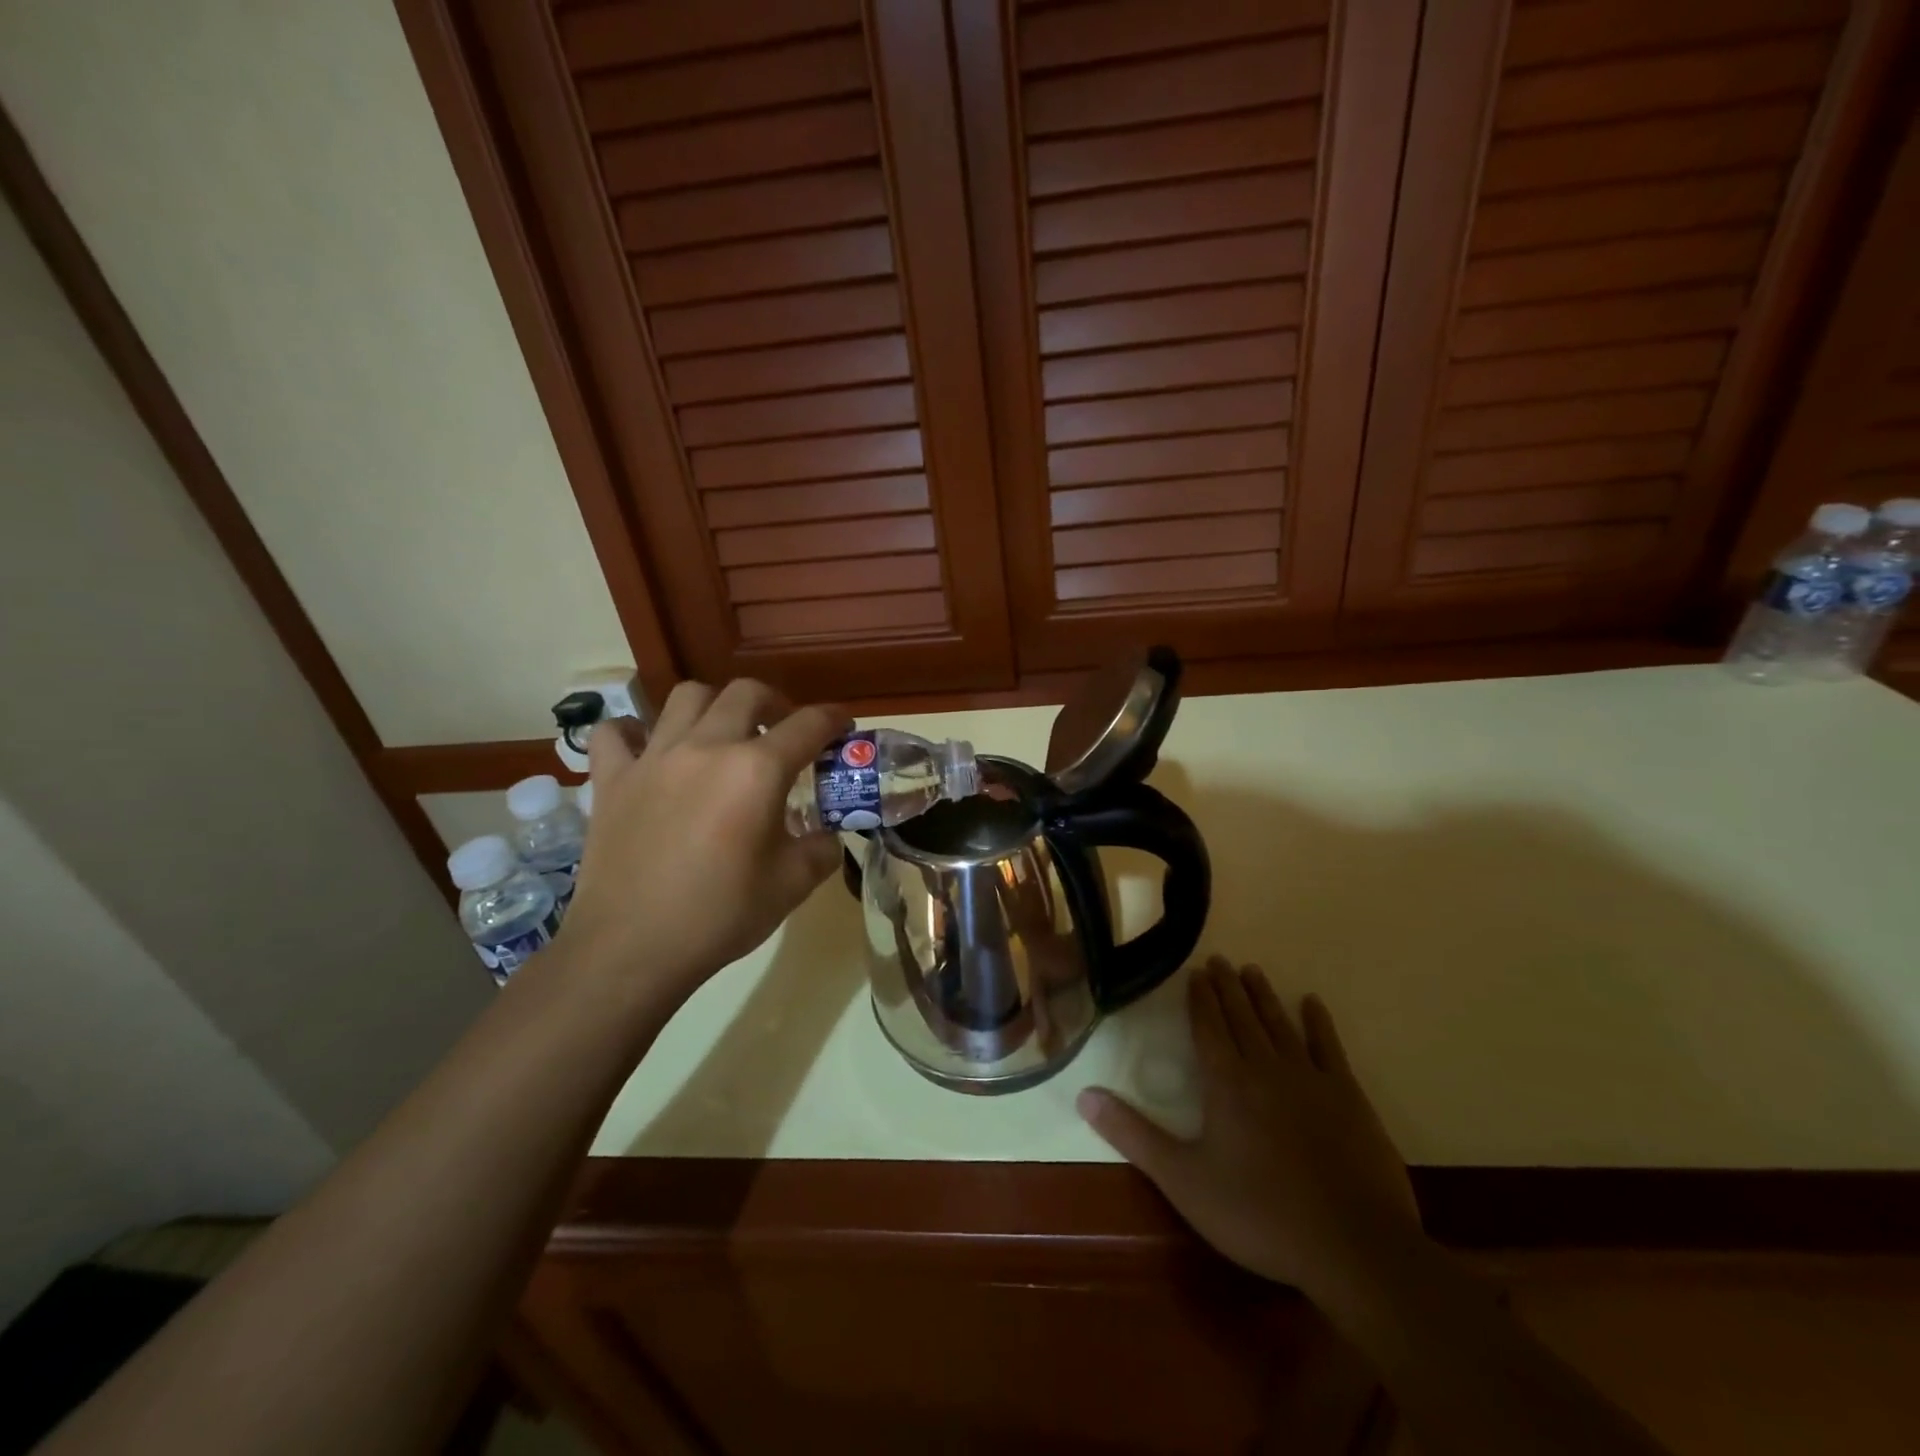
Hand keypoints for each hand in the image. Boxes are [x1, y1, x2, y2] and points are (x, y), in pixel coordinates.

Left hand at [559, 679, 847, 1011]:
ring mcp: (653, 758)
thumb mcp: (793, 885)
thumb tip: (827, 836)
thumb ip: (821, 849)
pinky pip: (615, 733)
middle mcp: (707, 747)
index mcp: (757, 770)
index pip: (808, 725)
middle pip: (746, 692)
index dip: (834, 718)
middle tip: (782, 729)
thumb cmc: (720, 916)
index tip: (844, 724)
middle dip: (775, 702)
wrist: (633, 949)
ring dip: (714, 705)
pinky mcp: (611, 779)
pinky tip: (649, 749)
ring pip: (686, 696)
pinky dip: (634, 732)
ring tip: (722, 733)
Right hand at [1078, 957, 1417, 1297]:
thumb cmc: (1259, 1214)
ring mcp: (1311, 1078)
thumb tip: (1084, 1094)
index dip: (1199, 998)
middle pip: (1242, 1016)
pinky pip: (1329, 1047)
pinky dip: (1319, 1023)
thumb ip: (1133, 1135)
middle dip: (1228, 987)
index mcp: (1226, 1082)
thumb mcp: (1183, 1180)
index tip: (1195, 971)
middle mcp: (1265, 1067)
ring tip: (1252, 970)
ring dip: (1263, 996)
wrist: (1353, 1246)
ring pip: (1279, 1023)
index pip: (1208, 1026)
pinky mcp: (1349, 1097)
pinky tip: (1312, 1003)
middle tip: (1219, 960)